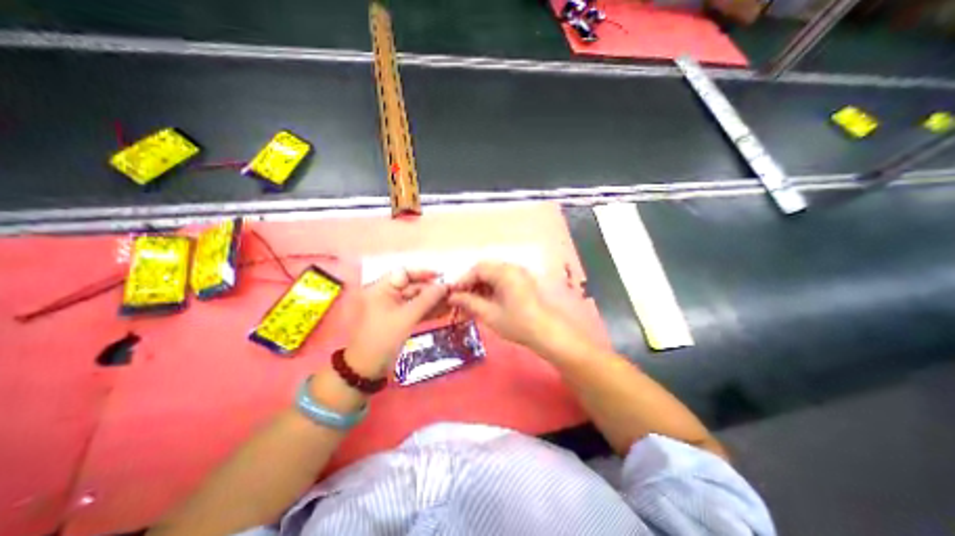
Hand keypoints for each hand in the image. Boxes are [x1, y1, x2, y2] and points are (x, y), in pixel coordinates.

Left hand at [344, 271, 448, 377]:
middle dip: (432, 290)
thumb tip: (446, 286)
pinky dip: (429, 311)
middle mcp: (387, 295)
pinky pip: (416, 310)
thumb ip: (427, 299)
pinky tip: (444, 311)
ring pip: (417, 299)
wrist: (368, 368)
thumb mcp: (407, 317)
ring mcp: (394, 308)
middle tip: (452, 292)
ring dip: (433, 301)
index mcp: (381, 289)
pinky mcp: (400, 319)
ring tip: (452, 302)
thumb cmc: (383, 338)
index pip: (404, 273)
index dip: (423, 273)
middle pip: (413, 286)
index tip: (441, 276)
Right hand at [449, 262, 565, 350]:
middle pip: (485, 271)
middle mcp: (512, 268)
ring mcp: (518, 275)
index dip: (462, 281)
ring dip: (479, 288)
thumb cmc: (518, 323)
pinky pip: (501, 281)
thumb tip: (453, 297)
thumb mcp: (489, 314)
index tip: (452, 294)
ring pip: (492, 276)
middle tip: (460, 300)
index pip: (477, 269)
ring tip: (469, 304)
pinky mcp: (521, 283)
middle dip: (470, 284)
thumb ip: (469, 302)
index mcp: (505, 272)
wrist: (547, 333)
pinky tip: (483, 303)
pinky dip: (490, 290)